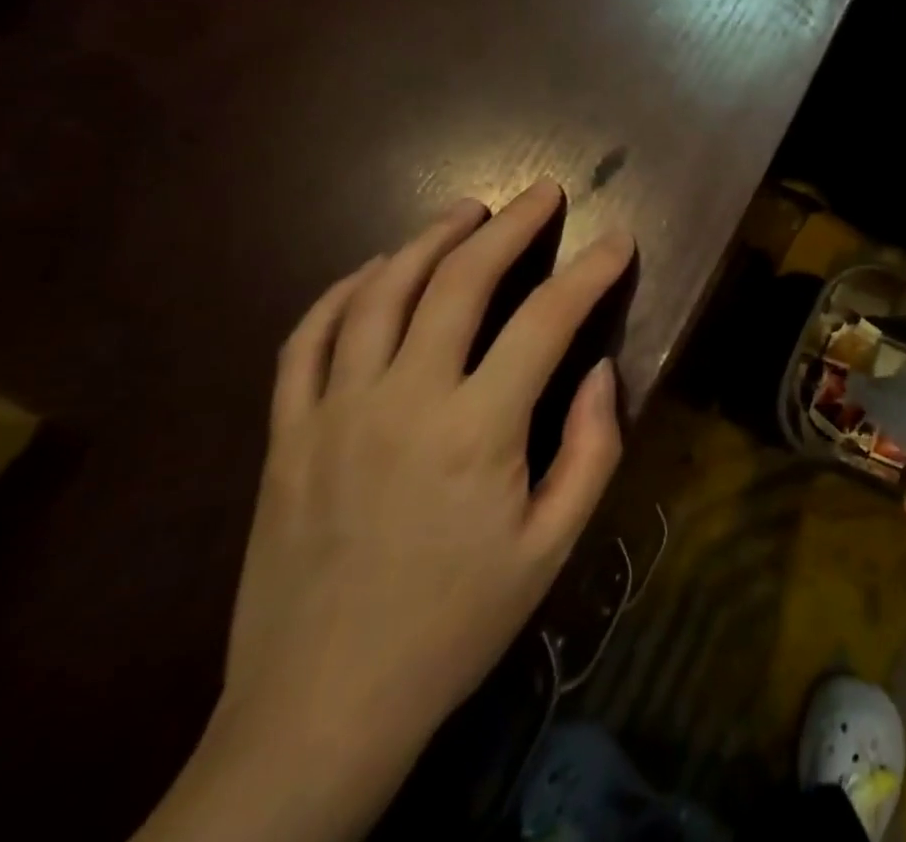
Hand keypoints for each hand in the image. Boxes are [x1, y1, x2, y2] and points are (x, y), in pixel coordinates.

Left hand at [139, 182, 631, 841]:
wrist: (319, 711)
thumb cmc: (455, 624)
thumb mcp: (551, 548)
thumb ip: (590, 450)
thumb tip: (598, 369)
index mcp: (476, 432)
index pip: (546, 321)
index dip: (591, 272)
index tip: (619, 241)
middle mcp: (403, 401)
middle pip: (459, 283)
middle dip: (511, 227)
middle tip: (543, 194)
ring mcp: (333, 411)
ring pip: (381, 293)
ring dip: (428, 240)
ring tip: (467, 212)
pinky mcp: (286, 433)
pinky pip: (308, 338)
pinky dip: (345, 290)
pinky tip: (376, 269)